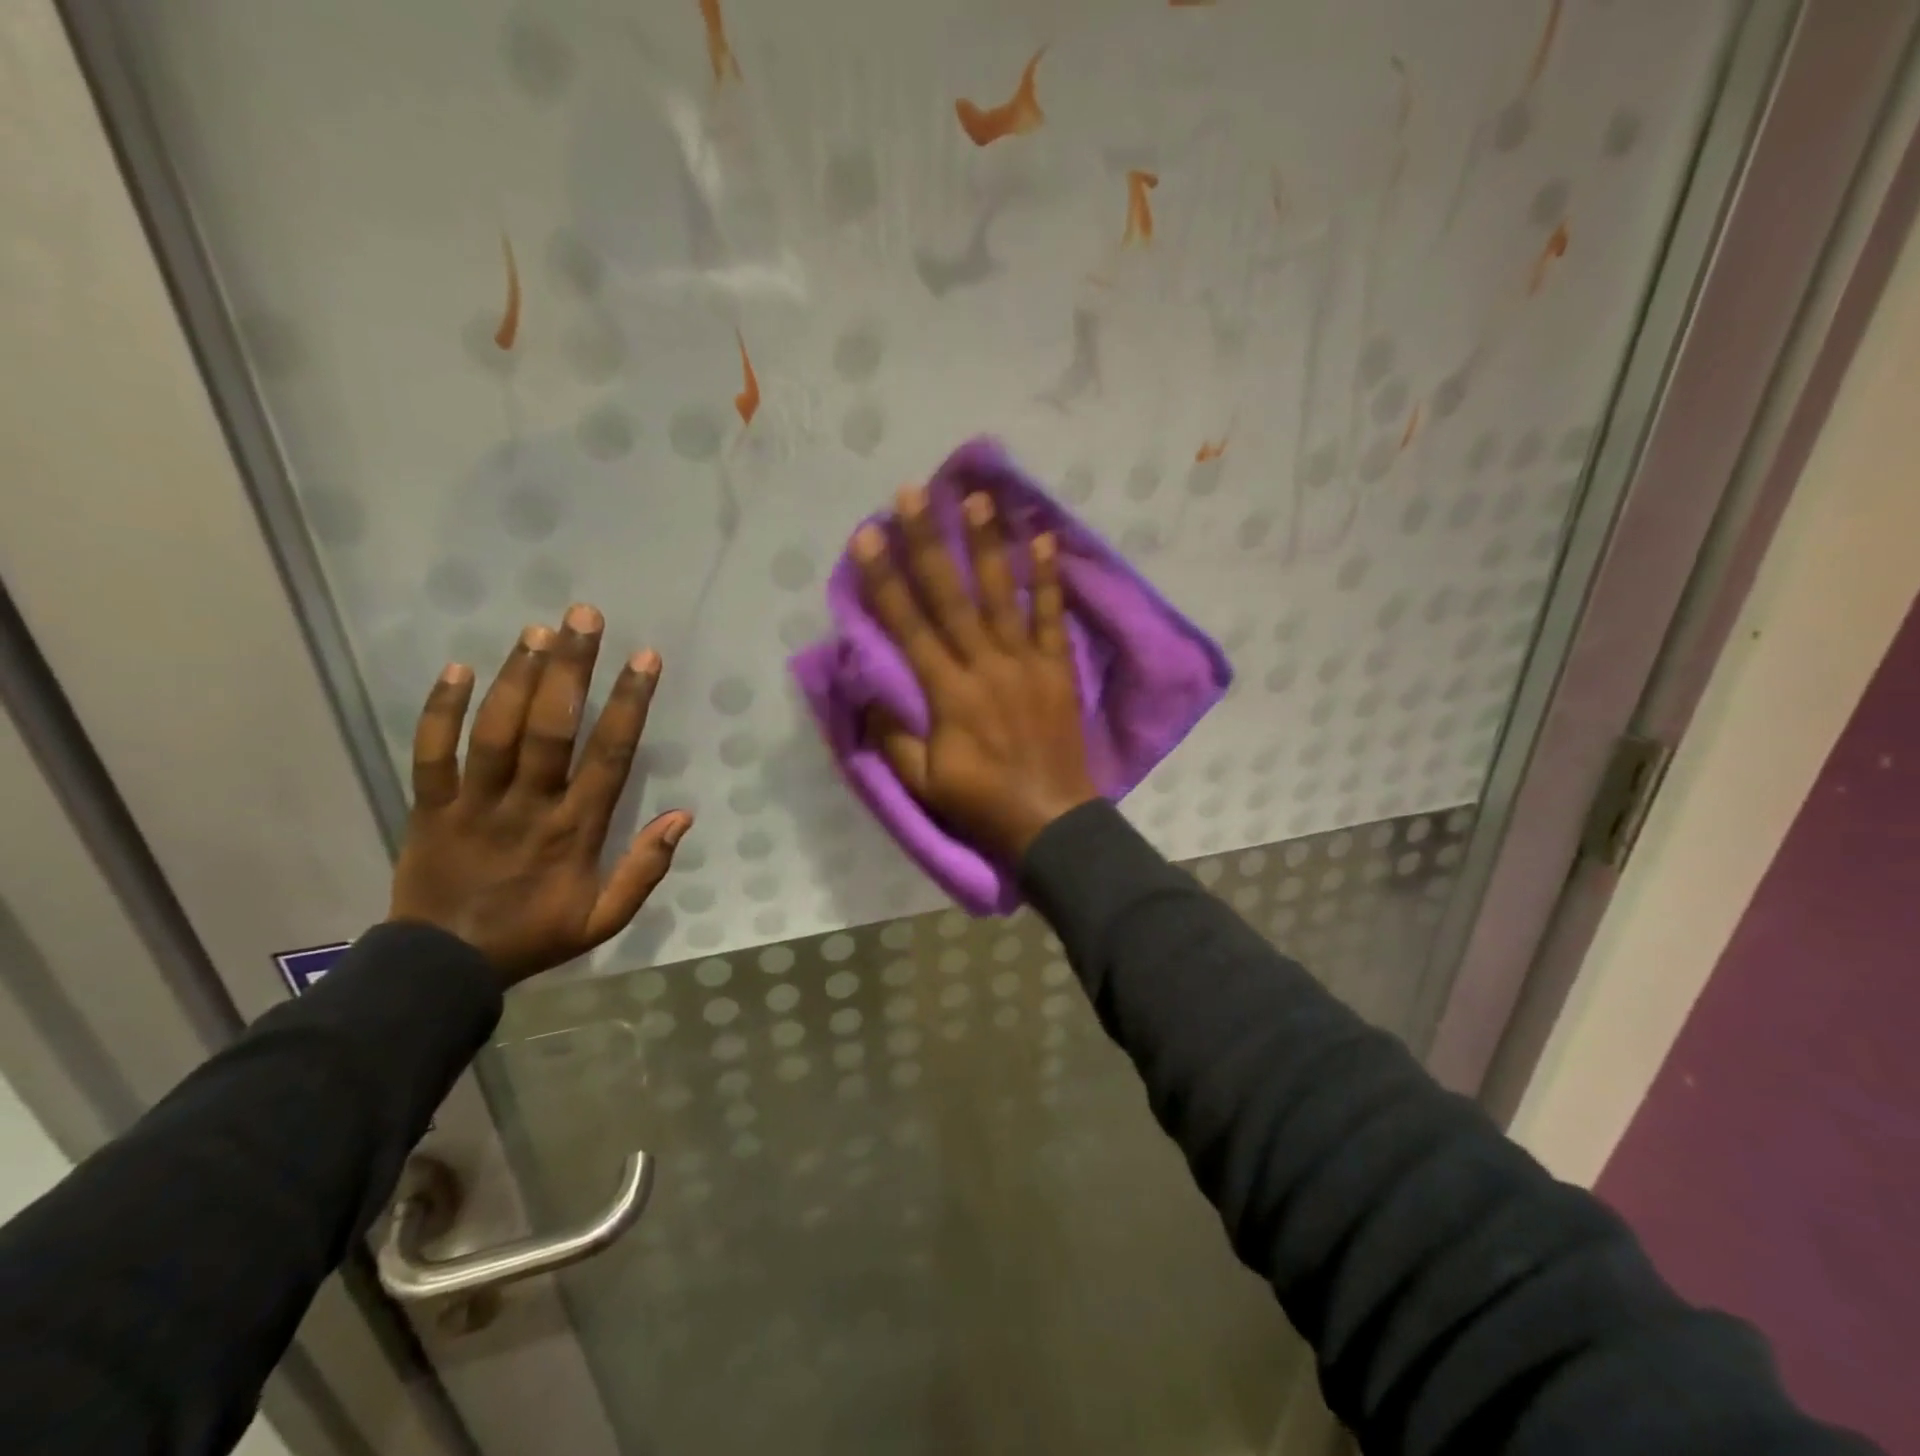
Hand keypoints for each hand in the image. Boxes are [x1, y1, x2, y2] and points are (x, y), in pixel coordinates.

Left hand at [389, 605, 692, 985]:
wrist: (443, 968)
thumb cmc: (533, 935)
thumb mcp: (604, 918)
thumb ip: (645, 870)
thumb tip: (682, 816)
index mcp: (574, 830)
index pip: (609, 755)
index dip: (628, 704)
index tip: (644, 658)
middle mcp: (528, 805)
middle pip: (550, 728)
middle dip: (570, 669)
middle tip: (582, 617)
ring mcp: (474, 803)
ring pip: (496, 731)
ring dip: (517, 677)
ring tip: (538, 630)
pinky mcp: (429, 806)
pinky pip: (430, 753)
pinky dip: (440, 710)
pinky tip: (458, 668)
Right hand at [854, 486, 1097, 861]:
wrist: (1052, 821)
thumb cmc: (982, 803)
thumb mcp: (923, 783)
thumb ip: (894, 737)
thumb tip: (871, 694)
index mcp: (948, 694)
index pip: (909, 626)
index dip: (885, 580)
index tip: (867, 536)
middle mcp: (985, 666)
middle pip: (952, 596)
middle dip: (928, 543)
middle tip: (912, 493)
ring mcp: (1026, 663)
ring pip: (1003, 595)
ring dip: (988, 545)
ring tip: (977, 499)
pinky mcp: (1057, 669)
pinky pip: (1052, 618)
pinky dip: (1050, 580)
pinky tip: (1046, 540)